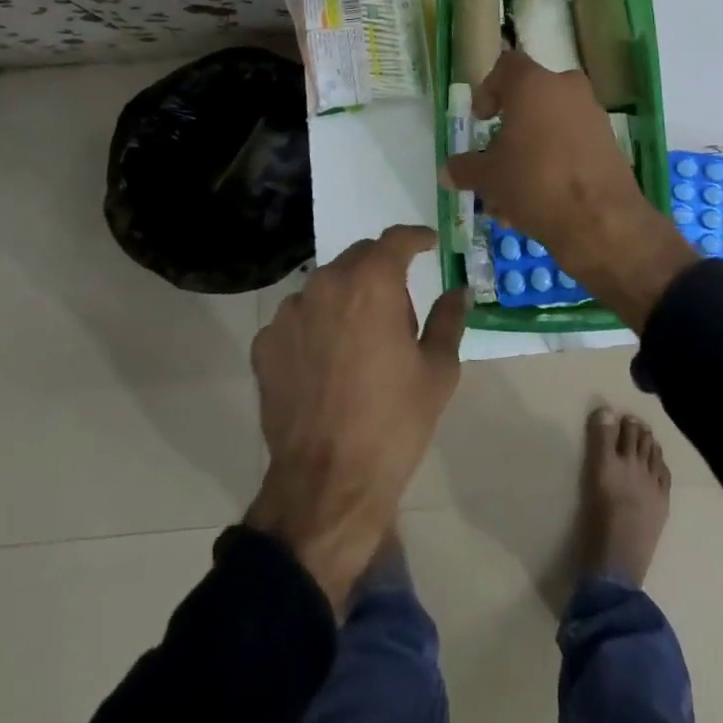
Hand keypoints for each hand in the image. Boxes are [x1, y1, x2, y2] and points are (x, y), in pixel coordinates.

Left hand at [246, 225, 468, 613]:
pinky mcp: (265, 344)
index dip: (416, 237)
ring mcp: (289, 313)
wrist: (328, 485)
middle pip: (358, 258)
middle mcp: (325, 284)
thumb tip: (458, 291)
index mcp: (371, 283)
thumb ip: (449, 319)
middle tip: (398, 306)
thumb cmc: (394, 423)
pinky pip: (298, 319)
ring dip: (346, 298)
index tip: (429, 243)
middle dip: (381, 270)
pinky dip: (316, 327)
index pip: (396, 239)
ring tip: (360, 341)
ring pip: (325, 287)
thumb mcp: (438, 370)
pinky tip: (327, 364)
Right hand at [443, 50, 693, 329]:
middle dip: (511, 129)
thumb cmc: (534, 183)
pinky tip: (540, 203)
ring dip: (531, 152)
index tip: (482, 120)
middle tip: (496, 159)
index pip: (506, 66)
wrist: (600, 220)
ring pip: (551, 126)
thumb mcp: (489, 177)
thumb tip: (447, 170)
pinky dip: (555, 164)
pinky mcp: (609, 143)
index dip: (489, 90)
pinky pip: (572, 145)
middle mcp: (566, 89)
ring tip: (513, 196)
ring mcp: (592, 115)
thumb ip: (465, 168)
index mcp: (533, 84)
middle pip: (531, 100)